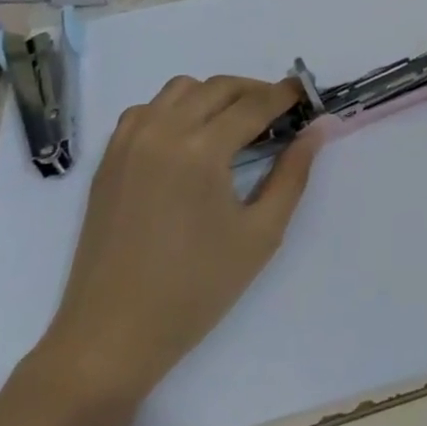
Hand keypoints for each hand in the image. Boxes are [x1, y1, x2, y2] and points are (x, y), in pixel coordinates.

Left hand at [36, 75, 319, 399]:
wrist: (110, 337)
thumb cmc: (195, 290)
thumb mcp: (261, 234)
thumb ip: (293, 174)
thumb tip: (317, 129)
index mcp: (201, 151)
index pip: (254, 104)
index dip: (286, 95)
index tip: (307, 93)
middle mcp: (163, 132)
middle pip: (220, 87)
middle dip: (255, 92)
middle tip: (280, 114)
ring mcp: (129, 143)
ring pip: (181, 89)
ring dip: (215, 95)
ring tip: (235, 124)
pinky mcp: (109, 159)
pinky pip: (147, 110)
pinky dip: (174, 108)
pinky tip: (189, 138)